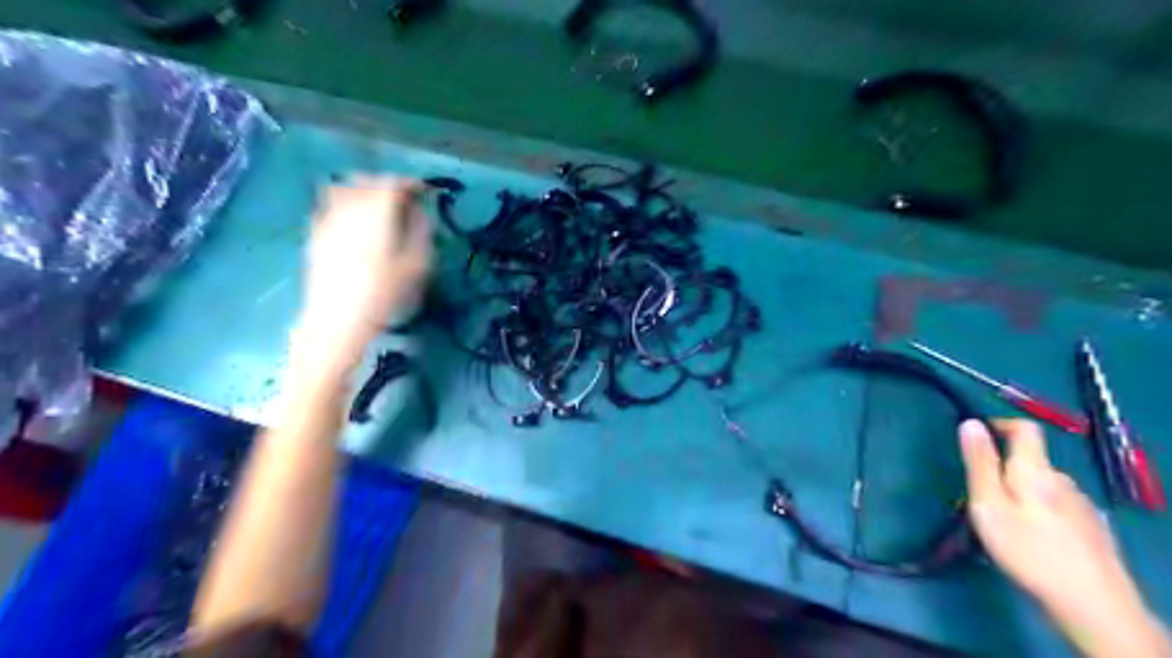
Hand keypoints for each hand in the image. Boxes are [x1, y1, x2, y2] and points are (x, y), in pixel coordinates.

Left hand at [294, 175, 431, 381]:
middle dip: (388, 185)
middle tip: (404, 199)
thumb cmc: (383, 293)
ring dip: (364, 190)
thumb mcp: (416, 264)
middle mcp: (350, 206)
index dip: (412, 184)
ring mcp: (327, 217)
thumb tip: (421, 213)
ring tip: (378, 205)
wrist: (337, 318)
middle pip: (368, 180)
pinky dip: (345, 203)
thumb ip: (421, 232)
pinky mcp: (314, 232)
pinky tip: (353, 220)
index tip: (425, 192)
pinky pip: (329, 205)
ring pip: (345, 188)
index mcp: (377, 211)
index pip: (394, 183)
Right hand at [955, 423, 1167, 657]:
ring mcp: (1082, 505)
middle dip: (1004, 470)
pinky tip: (1034, 540)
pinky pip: (1057, 507)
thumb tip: (970, 422)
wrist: (1093, 603)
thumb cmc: (1028, 549)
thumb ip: (980, 463)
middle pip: (1031, 462)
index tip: (977, 439)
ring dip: (1021, 494)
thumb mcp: (989, 504)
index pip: (1025, 429)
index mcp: (1036, 470)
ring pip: (1043, 486)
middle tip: (981, 498)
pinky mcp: (1092, 529)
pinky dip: (1039, 512)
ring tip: (1004, 523)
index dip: (1001, 425)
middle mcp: (1063, 480)